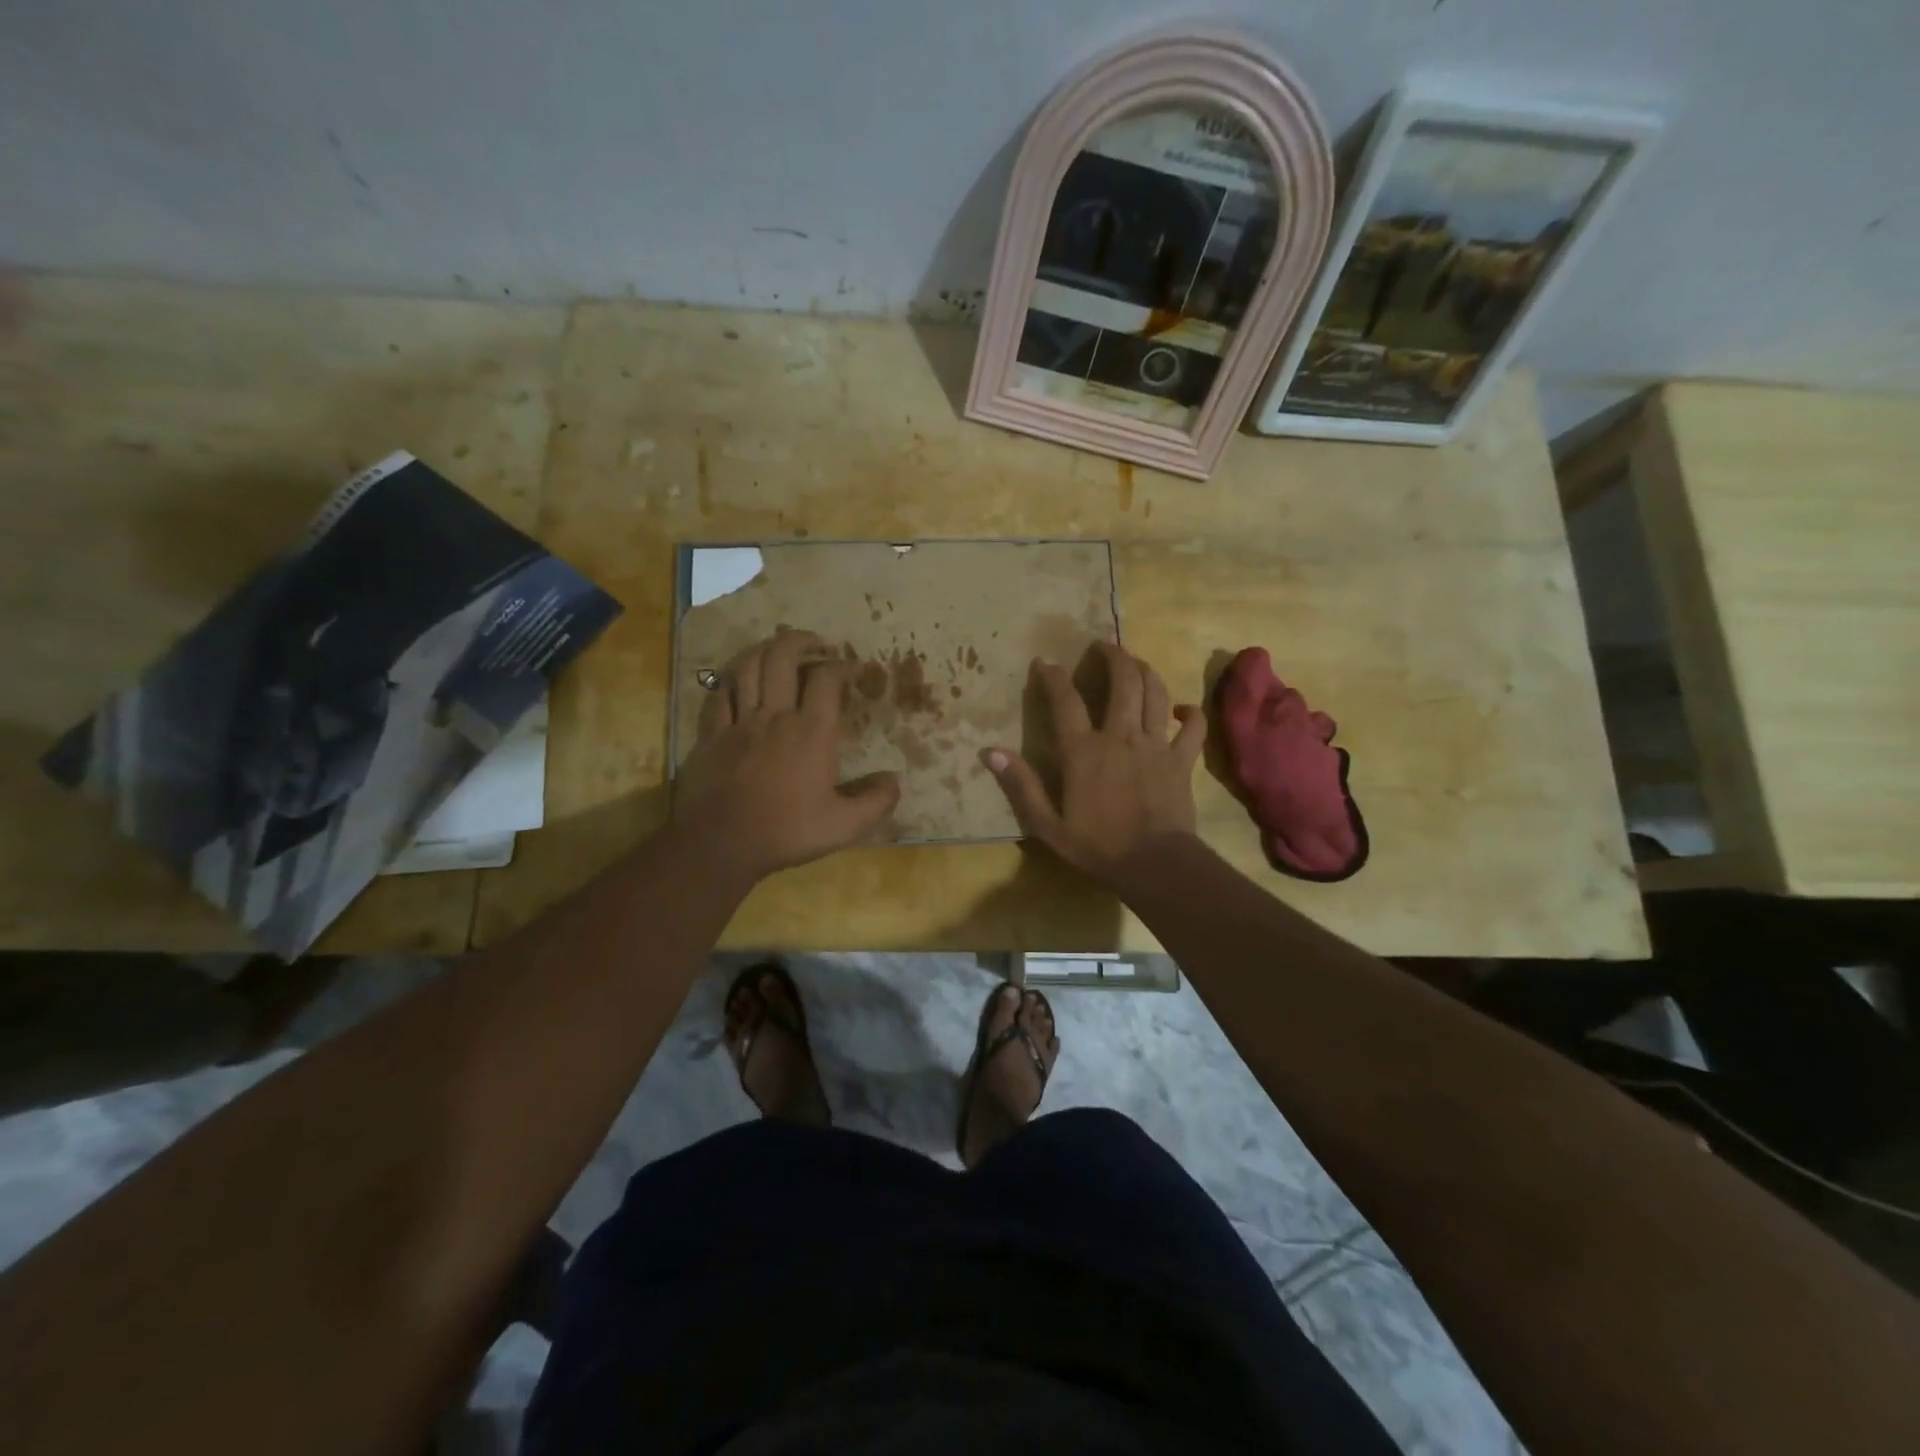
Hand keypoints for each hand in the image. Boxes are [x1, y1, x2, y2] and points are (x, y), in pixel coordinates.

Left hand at [675, 630, 899, 881]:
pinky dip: (731, 678)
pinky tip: (738, 679)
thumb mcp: (844, 826)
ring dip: (764, 649)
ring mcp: (738, 722)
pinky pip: (718, 693)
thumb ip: (876, 802)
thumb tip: (895, 780)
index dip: (843, 665)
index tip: (854, 668)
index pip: (827, 679)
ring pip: (747, 667)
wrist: (720, 844)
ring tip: (777, 649)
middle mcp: (775, 716)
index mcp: (811, 732)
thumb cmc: (786, 831)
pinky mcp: (710, 734)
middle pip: (782, 657)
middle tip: (815, 643)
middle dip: (800, 641)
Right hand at [983, 643, 1204, 884]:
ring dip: (1146, 671)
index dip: (1053, 677)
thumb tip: (990, 752)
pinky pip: (1192, 727)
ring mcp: (1155, 744)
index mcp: (1084, 751)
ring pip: (1155, 693)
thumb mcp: (1047, 824)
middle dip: (1113, 656)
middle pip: (1122, 682)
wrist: (1154, 864)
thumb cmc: (1097, 846)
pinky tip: (1182, 709)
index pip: (1065, 701)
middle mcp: (1120, 736)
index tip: (1045, 662)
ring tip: (1136, 662)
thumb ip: (1021, 785)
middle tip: (1104, 646)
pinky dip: (1189, 713)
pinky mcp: (1181, 760)